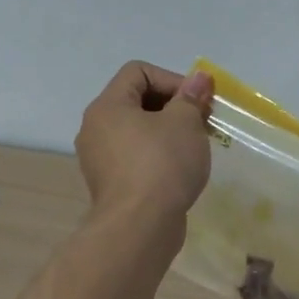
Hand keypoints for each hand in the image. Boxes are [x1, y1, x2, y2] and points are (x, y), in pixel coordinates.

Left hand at [74, 62, 213, 227]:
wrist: (140, 227)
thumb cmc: (162, 164)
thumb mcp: (185, 123)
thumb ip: (191, 97)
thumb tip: (199, 77)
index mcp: (108, 106)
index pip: (138, 71)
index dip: (172, 78)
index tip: (197, 100)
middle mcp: (96, 128)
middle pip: (137, 100)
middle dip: (174, 106)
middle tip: (202, 121)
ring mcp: (100, 159)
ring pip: (138, 131)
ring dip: (168, 132)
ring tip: (195, 146)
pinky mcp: (111, 184)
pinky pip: (136, 157)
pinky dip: (158, 156)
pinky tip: (180, 170)